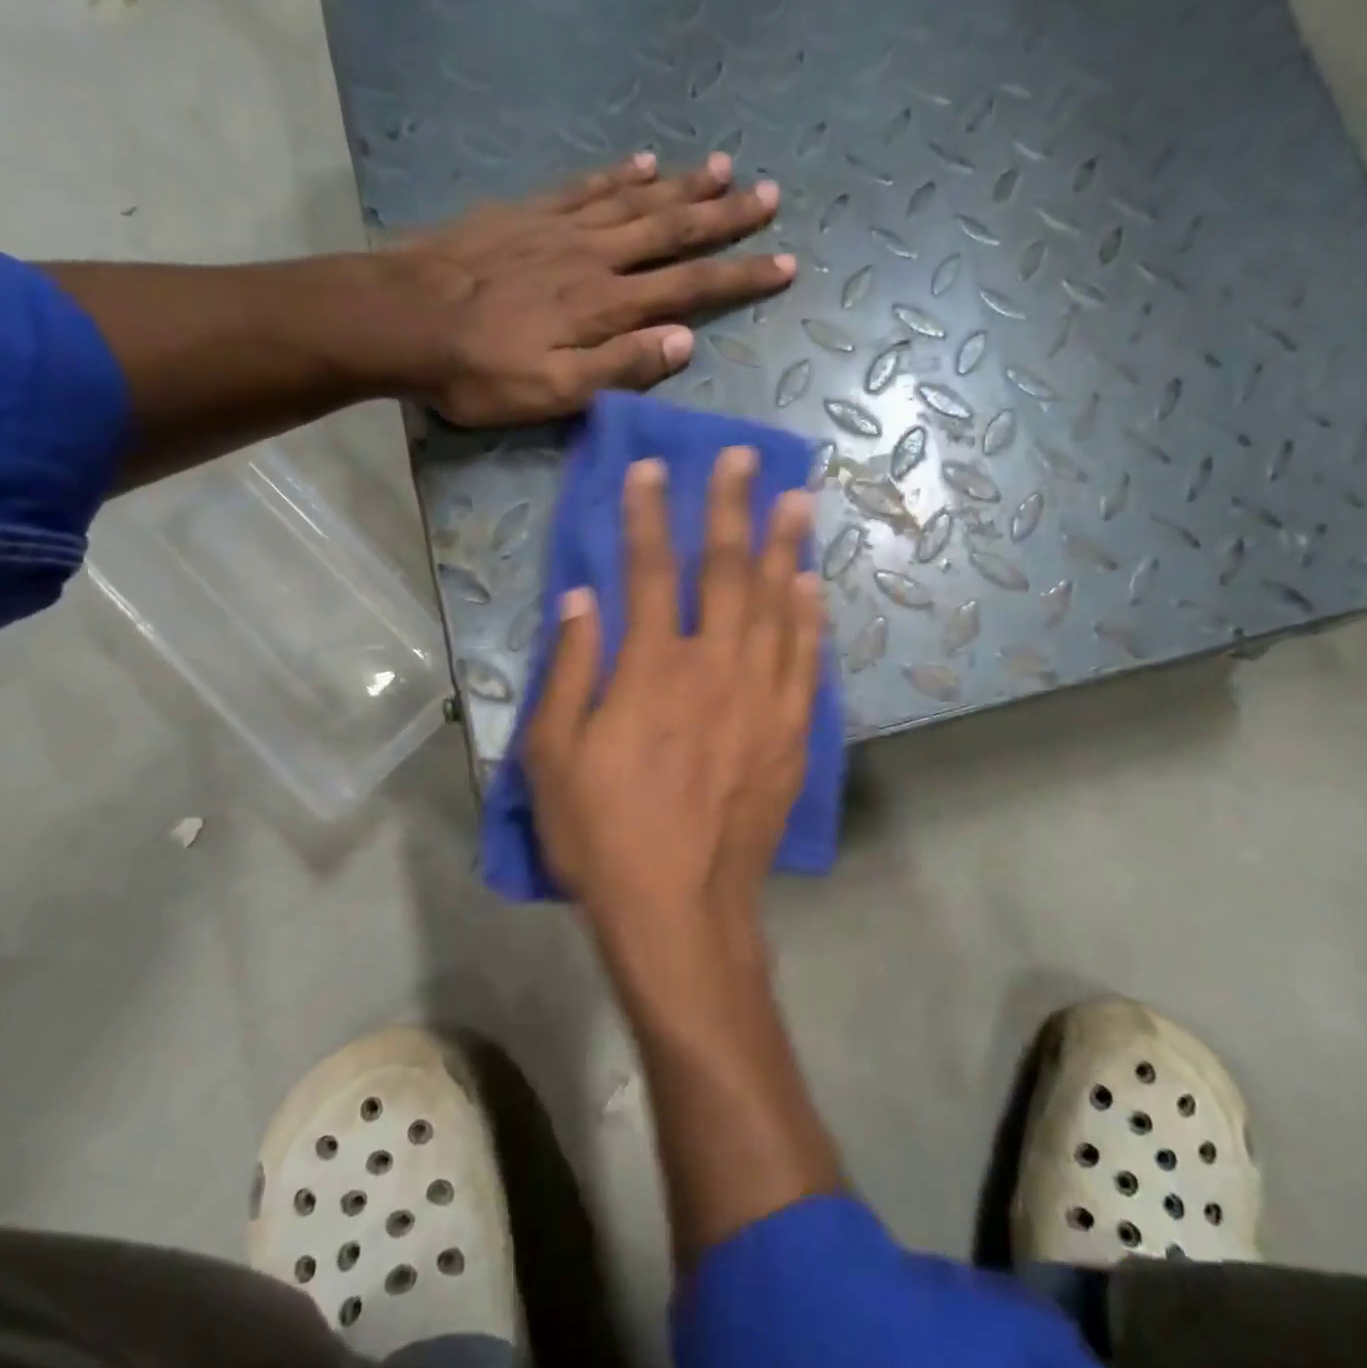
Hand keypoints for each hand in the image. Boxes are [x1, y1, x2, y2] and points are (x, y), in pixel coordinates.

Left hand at [373, 152, 793, 426]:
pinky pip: (585, 186)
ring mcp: (560, 228)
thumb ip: (620, 367)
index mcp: (606, 306)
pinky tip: (643, 162)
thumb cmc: (480, 372)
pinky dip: (619, 174)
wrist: (401, 320)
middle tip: (769, 195)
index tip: (784, 262)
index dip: (739, 276)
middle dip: (725, 217)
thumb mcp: (554, 392)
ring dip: (683, 185)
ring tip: (724, 166)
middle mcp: (595, 257)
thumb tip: (684, 342)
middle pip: (672, 230)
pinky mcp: (527, 214)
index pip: (690, 287)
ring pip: (636, 200)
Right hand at [524, 448, 822, 951]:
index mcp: (649, 670)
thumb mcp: (553, 757)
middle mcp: (712, 669)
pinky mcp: (792, 734)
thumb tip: (581, 600)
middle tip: (745, 458)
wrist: (680, 909)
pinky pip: (807, 662)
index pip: (647, 572)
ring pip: (777, 606)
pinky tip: (813, 586)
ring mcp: (762, 700)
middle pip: (724, 572)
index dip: (646, 515)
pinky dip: (811, 619)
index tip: (652, 469)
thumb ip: (570, 671)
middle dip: (731, 508)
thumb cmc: (603, 836)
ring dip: (785, 548)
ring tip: (797, 499)